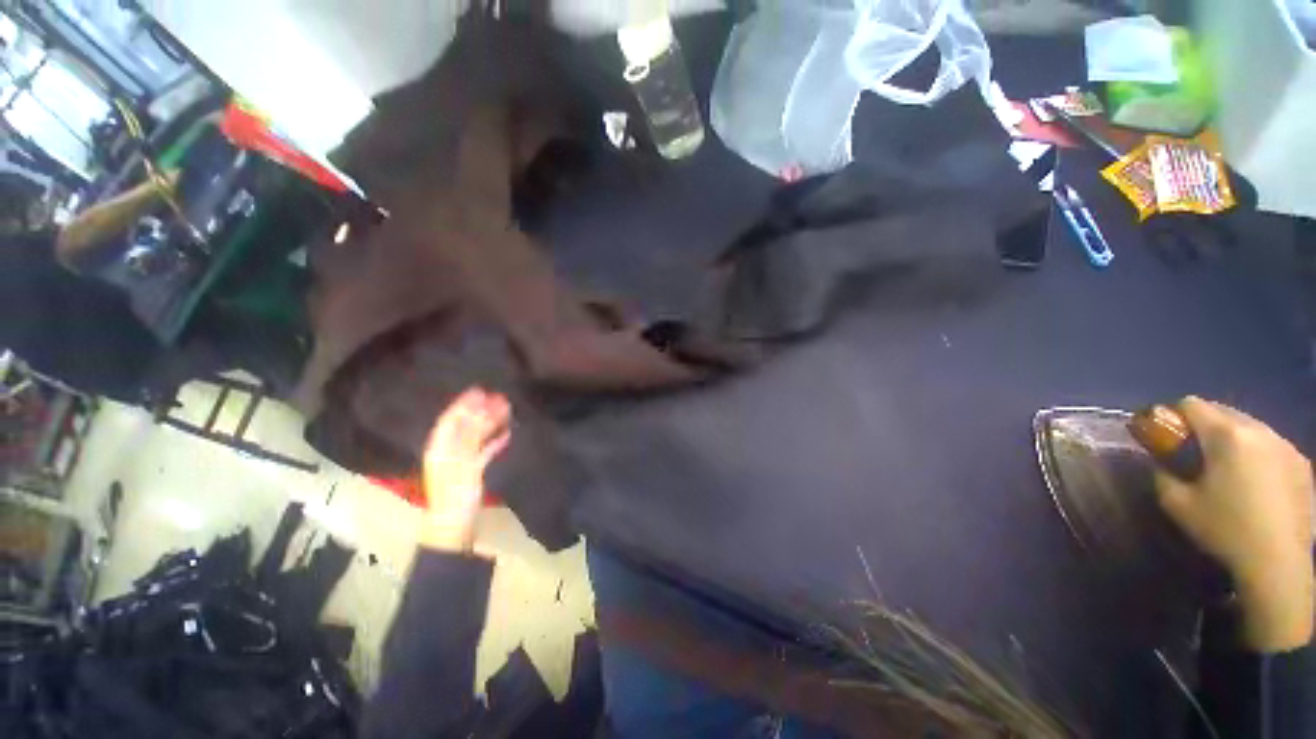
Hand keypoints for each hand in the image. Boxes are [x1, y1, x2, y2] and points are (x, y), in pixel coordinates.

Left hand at [419, 388, 511, 551]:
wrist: (454, 526)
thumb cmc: (454, 495)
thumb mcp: (461, 464)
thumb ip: (469, 438)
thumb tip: (477, 414)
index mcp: (440, 449)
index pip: (451, 420)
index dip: (463, 404)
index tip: (478, 390)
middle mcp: (449, 451)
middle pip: (466, 426)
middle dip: (481, 411)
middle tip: (499, 397)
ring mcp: (461, 461)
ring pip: (476, 437)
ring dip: (490, 424)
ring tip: (506, 410)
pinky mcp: (472, 471)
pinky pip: (484, 451)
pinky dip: (494, 442)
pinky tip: (506, 434)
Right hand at [1154, 397, 1313, 651]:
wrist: (1279, 564)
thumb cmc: (1225, 530)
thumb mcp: (1178, 505)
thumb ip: (1163, 474)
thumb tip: (1160, 461)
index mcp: (1227, 435)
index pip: (1191, 404)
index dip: (1172, 415)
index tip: (1164, 436)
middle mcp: (1259, 430)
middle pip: (1223, 411)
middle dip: (1203, 426)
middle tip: (1192, 453)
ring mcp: (1286, 445)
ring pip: (1249, 426)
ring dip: (1232, 439)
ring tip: (1225, 469)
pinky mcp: (1301, 462)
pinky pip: (1270, 445)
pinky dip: (1255, 454)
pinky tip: (1253, 483)